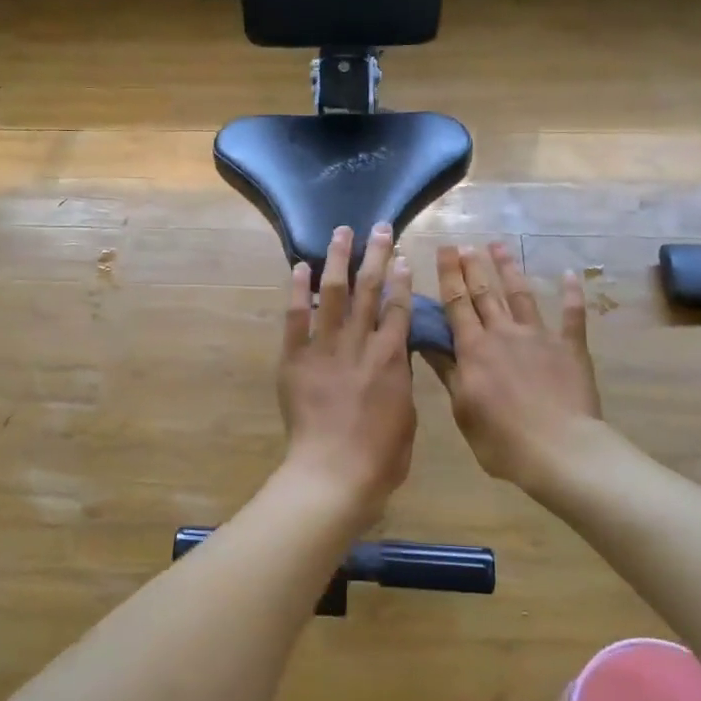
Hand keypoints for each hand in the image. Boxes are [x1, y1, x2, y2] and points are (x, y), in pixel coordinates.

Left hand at [276, 224, 416, 520]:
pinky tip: (299, 266)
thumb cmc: (381, 456)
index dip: (401, 278)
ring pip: (333, 293)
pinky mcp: (295, 358)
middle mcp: (360, 343)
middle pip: (369, 290)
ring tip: (341, 232)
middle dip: (376, 255)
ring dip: (338, 259)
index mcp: (391, 358)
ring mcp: (325, 348)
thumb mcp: (406, 414)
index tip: (401, 255)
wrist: (334, 473)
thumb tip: (396, 351)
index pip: (398, 307)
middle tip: (380, 227)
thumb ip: (399, 376)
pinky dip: (297, 290)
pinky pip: (295, 318)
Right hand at [427, 242, 603, 489]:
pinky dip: (571, 295)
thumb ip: (448, 371)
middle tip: (465, 244)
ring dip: (508, 269)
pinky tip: (570, 274)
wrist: (560, 450)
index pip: (456, 304)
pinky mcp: (570, 348)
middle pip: (484, 293)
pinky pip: (572, 316)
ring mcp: (539, 337)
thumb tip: (425, 341)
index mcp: (474, 349)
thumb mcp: (462, 409)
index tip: (443, 250)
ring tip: (499, 246)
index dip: (449, 275)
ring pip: (520, 295)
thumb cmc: (502, 439)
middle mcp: (503, 333)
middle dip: (472, 266)